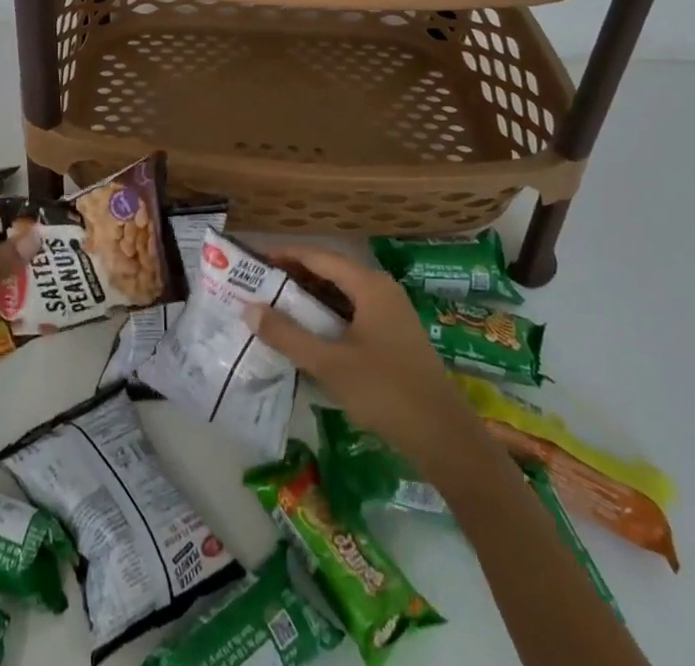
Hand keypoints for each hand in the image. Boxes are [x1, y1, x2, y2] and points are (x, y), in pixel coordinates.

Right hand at [243, 245, 480, 460]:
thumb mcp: (329, 364)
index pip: (318, 256)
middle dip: (294, 277)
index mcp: (369, 285)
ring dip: (310, 299)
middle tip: (259, 286)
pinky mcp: (395, 337)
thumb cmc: (386, 392)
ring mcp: (391, 314)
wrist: (446, 440)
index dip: (285, 255)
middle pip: (330, 272)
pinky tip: (309, 336)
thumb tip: (248, 308)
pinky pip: (353, 314)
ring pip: (342, 295)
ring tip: (276, 309)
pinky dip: (328, 317)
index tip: (254, 261)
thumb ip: (287, 335)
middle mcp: (381, 290)